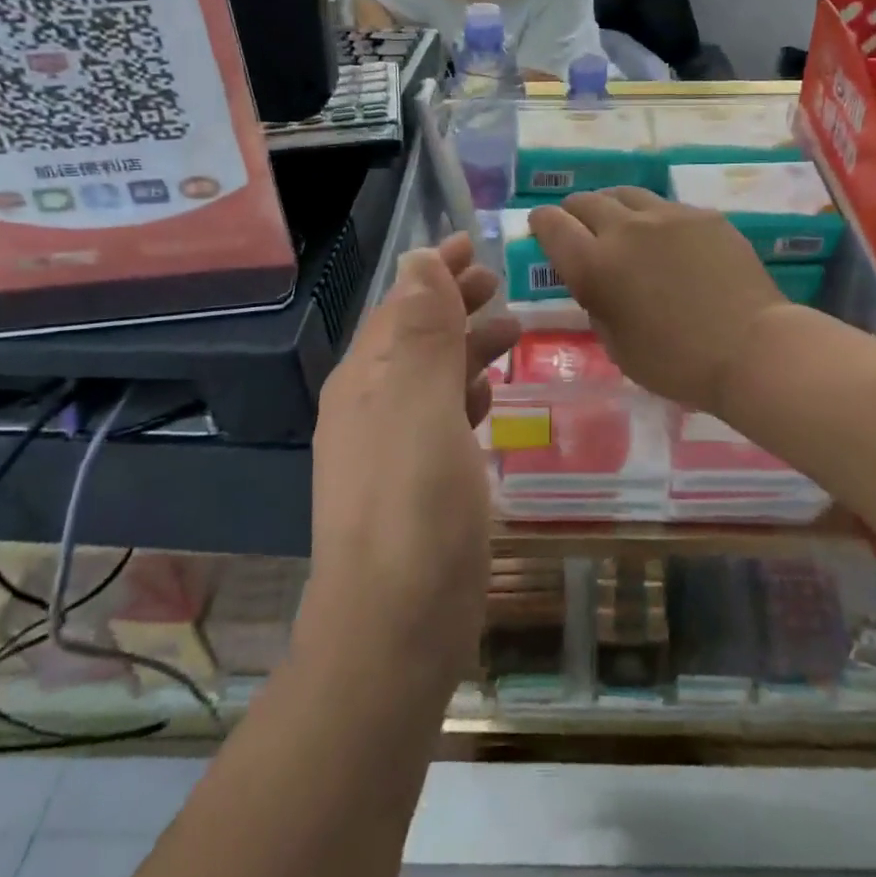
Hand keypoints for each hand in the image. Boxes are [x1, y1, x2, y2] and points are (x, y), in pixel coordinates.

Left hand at [303, 235, 518, 687]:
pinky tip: (489, 397)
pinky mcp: (414, 486)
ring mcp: (389, 450)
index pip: (401, 305)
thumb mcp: (421, 407)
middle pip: (414, 336)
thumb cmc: (414, 510)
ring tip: (510, 329)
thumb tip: (418, 260)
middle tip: (498, 282)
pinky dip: (464, 393)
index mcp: (365, 381)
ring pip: (430, 376)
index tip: (472, 243)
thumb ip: (422, 332)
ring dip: (465, 346)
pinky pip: (439, 418)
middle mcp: (369, 408)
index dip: (435, 271)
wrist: (393, 632)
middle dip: (453, 303)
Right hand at [528, 190, 789, 416]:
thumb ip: (597, 304)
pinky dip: (652, 219)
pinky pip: (664, 207)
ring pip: (625, 195)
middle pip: (585, 201)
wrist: (751, 349)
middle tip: (580, 229)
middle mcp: (625, 229)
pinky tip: (666, 241)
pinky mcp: (702, 215)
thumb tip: (596, 283)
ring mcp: (667, 216)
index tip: (542, 229)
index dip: (541, 223)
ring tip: (620, 226)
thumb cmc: (677, 363)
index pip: (551, 224)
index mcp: (595, 265)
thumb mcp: (617, 346)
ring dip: (612, 208)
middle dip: (574, 212)